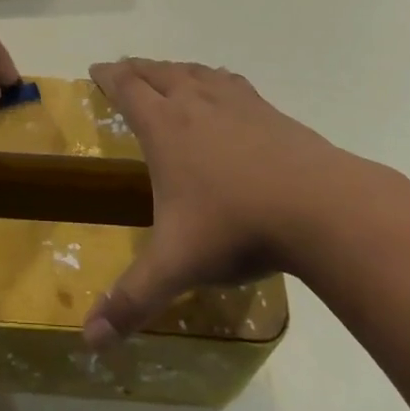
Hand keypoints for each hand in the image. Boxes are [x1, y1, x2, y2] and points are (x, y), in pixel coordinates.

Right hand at [83, 59, 345, 346]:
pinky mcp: (269, 111)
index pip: (127, 88)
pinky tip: (221, 90)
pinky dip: (213, 78)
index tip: (95, 68)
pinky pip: (230, 82)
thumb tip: (88, 342)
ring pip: (194, 72)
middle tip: (123, 71)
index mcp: (165, 127)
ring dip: (173, 70)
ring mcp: (236, 103)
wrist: (321, 207)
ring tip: (166, 75)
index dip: (108, 75)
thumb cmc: (237, 227)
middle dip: (136, 69)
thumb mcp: (176, 266)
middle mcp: (196, 103)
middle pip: (158, 72)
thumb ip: (131, 300)